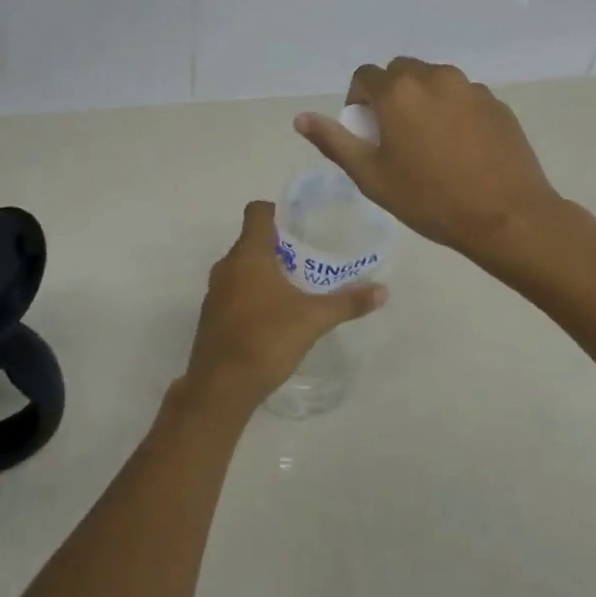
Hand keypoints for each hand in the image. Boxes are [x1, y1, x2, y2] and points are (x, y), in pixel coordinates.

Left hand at [184, 201, 386, 410]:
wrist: (221, 386)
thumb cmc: (266, 339)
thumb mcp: (313, 319)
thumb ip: (347, 303)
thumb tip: (382, 291)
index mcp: (248, 255)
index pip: (257, 212)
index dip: (278, 210)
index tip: (301, 224)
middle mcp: (227, 265)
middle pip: (252, 240)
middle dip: (279, 246)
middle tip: (309, 258)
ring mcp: (215, 291)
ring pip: (242, 267)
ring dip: (266, 271)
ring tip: (296, 286)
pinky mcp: (212, 314)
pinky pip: (234, 290)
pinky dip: (253, 292)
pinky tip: (275, 314)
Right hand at [295, 57, 565, 268]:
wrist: (506, 216)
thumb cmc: (430, 199)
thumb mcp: (371, 176)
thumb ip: (334, 141)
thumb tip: (301, 118)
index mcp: (398, 92)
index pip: (365, 75)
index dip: (358, 99)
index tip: (367, 131)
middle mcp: (434, 77)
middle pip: (401, 71)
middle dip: (391, 94)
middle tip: (395, 135)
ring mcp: (470, 88)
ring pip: (434, 80)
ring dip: (423, 99)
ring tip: (430, 142)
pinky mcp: (497, 103)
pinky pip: (463, 96)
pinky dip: (453, 110)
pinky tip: (461, 148)